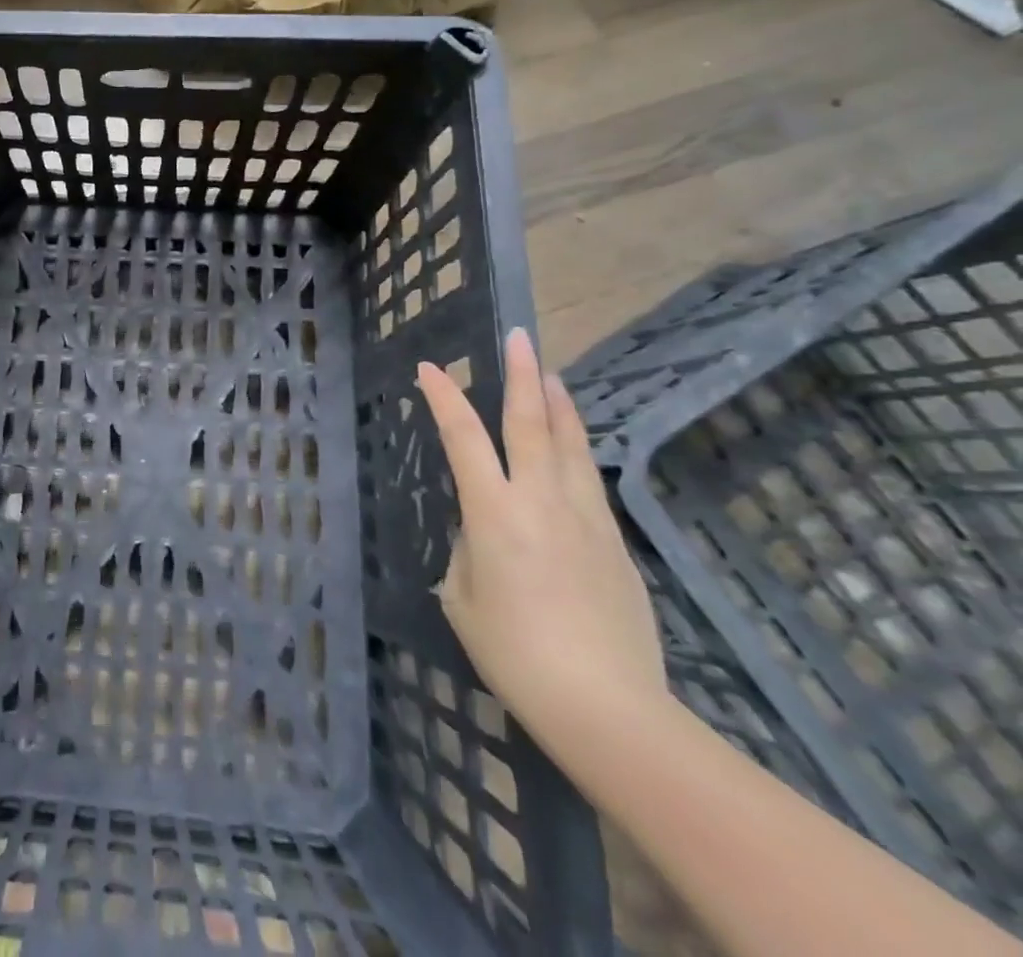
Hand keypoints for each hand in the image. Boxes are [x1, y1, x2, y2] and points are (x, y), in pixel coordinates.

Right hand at [417, 328, 666, 757]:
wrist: (608, 707)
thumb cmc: (515, 653)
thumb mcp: (463, 598)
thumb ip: (470, 551)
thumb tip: (484, 533)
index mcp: (494, 512)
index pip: (463, 437)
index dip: (444, 398)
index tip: (430, 368)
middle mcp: (540, 501)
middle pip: (531, 423)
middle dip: (521, 375)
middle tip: (519, 337)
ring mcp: (584, 518)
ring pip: (571, 444)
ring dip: (558, 403)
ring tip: (550, 374)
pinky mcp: (613, 542)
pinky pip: (588, 478)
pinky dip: (576, 447)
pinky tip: (573, 443)